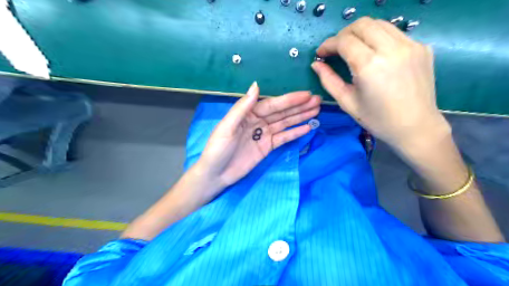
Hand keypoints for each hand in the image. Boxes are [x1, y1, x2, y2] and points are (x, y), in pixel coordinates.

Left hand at [193, 81, 319, 197]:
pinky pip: (283, 138)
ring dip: (300, 117)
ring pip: (285, 123)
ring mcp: (263, 134)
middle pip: (281, 112)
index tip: (306, 95)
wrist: (216, 175)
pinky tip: (307, 127)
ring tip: (316, 111)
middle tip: (318, 100)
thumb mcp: (227, 127)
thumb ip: (242, 107)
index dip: (289, 100)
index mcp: (247, 113)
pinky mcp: (267, 147)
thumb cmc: (218, 149)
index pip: (272, 104)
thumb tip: (256, 85)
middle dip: (299, 106)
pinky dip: (295, 133)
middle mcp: (258, 121)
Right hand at [315, 16, 447, 151]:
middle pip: (362, 24)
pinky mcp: (422, 47)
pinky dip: (379, 38)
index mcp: (370, 66)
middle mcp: (391, 49)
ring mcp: (410, 45)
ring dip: (361, 32)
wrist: (415, 127)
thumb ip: (329, 80)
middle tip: (336, 49)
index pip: (344, 41)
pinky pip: (394, 33)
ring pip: (379, 24)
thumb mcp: (347, 102)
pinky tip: (375, 55)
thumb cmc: (377, 119)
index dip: (328, 44)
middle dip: (343, 34)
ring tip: (353, 49)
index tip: (321, 53)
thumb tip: (316, 64)